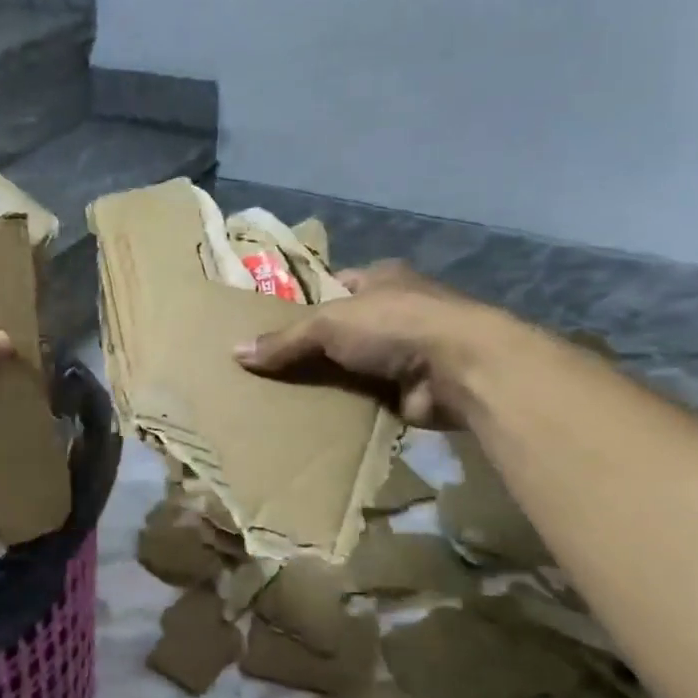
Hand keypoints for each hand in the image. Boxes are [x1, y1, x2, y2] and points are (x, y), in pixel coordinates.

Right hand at [233, 260, 490, 427]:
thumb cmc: (394, 325)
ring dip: (330, 380)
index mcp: (381, 278)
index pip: (334, 285)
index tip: (270, 324)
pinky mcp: (414, 389)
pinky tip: (315, 419)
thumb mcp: (328, 323)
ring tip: (283, 396)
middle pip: (342, 329)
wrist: (462, 368)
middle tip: (268, 368)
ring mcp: (409, 351)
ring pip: (354, 365)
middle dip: (312, 347)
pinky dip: (347, 407)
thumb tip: (235, 352)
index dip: (304, 302)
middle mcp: (397, 309)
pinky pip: (368, 397)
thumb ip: (284, 340)